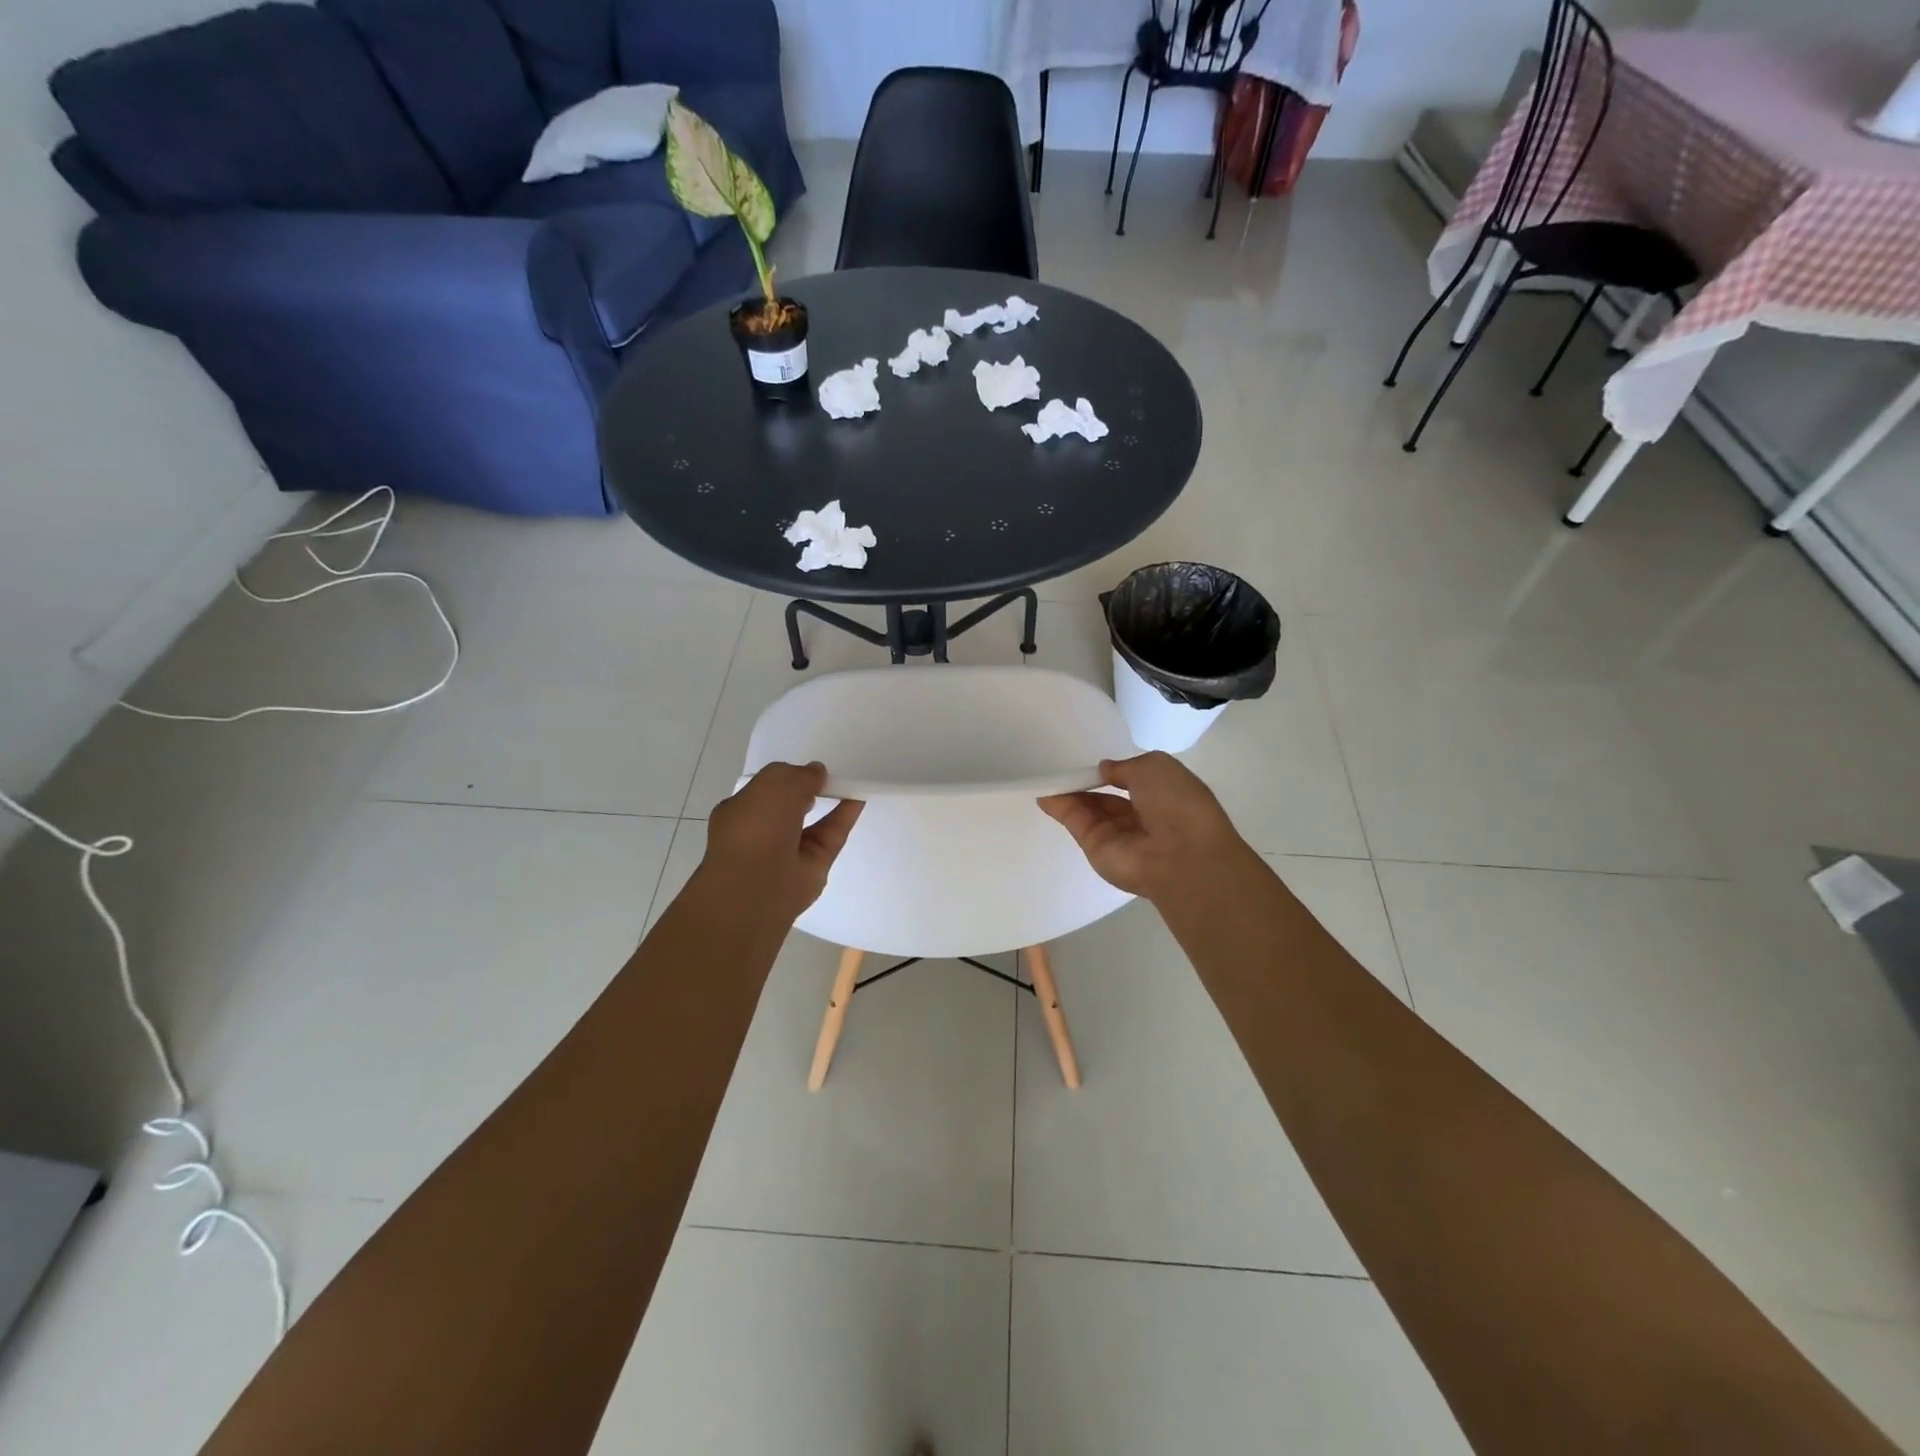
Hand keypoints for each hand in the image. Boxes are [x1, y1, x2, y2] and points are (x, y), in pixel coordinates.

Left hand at [701, 762, 862, 920]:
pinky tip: (859, 799)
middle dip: (808, 791)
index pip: (764, 790)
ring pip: (813, 822)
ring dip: (830, 802)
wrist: (758, 885)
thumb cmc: (756, 826)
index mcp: (740, 811)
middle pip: (789, 807)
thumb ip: (800, 774)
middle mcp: (762, 831)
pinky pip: (831, 835)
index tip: (807, 770)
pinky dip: (844, 817)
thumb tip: (817, 773)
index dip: (787, 777)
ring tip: (849, 784)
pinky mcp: (813, 866)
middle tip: (829, 777)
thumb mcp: (775, 783)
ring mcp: (787, 851)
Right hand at [1039, 752, 1250, 901]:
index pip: (1133, 783)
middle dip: (1087, 784)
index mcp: (1164, 797)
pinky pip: (1076, 823)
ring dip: (1070, 793)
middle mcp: (1141, 818)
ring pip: (1089, 810)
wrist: (1180, 854)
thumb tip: (1105, 770)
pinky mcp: (1096, 848)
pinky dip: (1060, 808)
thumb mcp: (1155, 766)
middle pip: (1107, 799)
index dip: (1113, 773)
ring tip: (1047, 778)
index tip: (1094, 765)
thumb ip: (1124, 766)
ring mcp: (1118, 836)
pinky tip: (1044, 794)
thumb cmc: (1176, 802)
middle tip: (1064, 771)